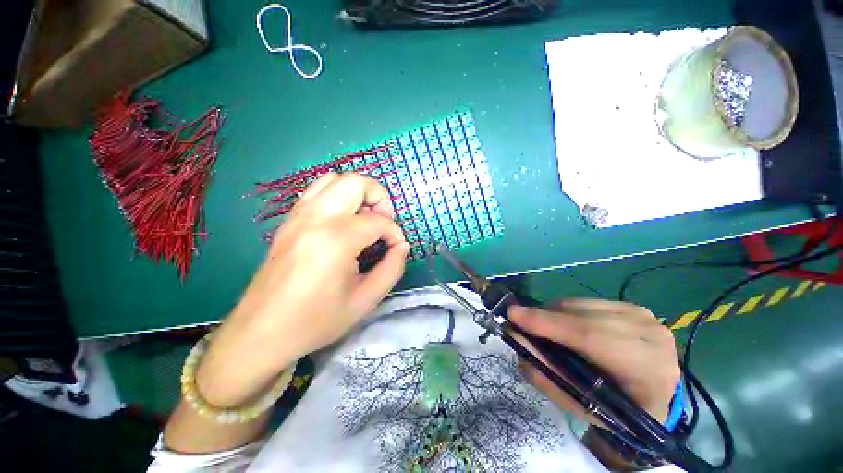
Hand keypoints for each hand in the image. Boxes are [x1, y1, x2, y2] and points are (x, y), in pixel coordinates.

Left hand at [197, 173, 409, 406]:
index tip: (396, 248)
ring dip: (358, 192)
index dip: (395, 233)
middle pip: (356, 182)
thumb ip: (392, 269)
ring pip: (334, 179)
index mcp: (336, 240)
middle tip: (384, 222)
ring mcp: (298, 216)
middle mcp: (315, 219)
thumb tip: (402, 246)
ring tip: (365, 218)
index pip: (378, 221)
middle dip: (379, 197)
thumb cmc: (315, 321)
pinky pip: (317, 191)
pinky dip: (337, 196)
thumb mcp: (365, 301)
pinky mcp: (289, 221)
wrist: (260, 333)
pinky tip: (343, 221)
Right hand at [509, 300, 678, 423]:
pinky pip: (587, 302)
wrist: (653, 399)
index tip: (513, 315)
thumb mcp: (579, 403)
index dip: (549, 324)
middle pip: (585, 317)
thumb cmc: (616, 411)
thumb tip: (515, 337)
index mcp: (648, 370)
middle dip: (545, 316)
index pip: (592, 337)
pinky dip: (566, 310)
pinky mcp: (632, 307)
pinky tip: (560, 322)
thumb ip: (545, 372)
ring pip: (583, 305)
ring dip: (553, 312)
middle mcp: (650, 335)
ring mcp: (644, 316)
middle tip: (517, 319)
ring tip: (539, 324)